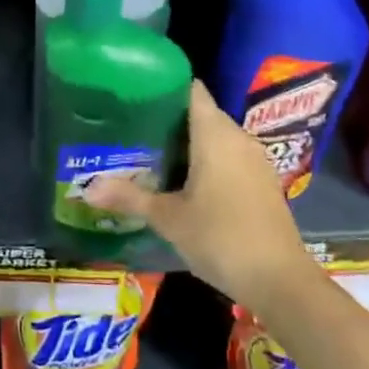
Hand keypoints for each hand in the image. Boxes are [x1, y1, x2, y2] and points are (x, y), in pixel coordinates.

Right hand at [84, 80, 308, 312]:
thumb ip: (129, 198)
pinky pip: (231, 156)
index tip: (137, 93)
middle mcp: (237, 138)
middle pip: (202, 113)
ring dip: (190, 142)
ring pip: (218, 137)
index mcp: (214, 134)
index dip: (166, 87)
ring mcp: (255, 160)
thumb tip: (87, 188)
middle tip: (134, 128)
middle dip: (170, 118)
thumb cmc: (220, 237)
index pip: (192, 90)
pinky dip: (209, 160)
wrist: (281, 281)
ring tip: (153, 152)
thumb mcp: (168, 219)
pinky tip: (187, 181)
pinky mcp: (264, 182)